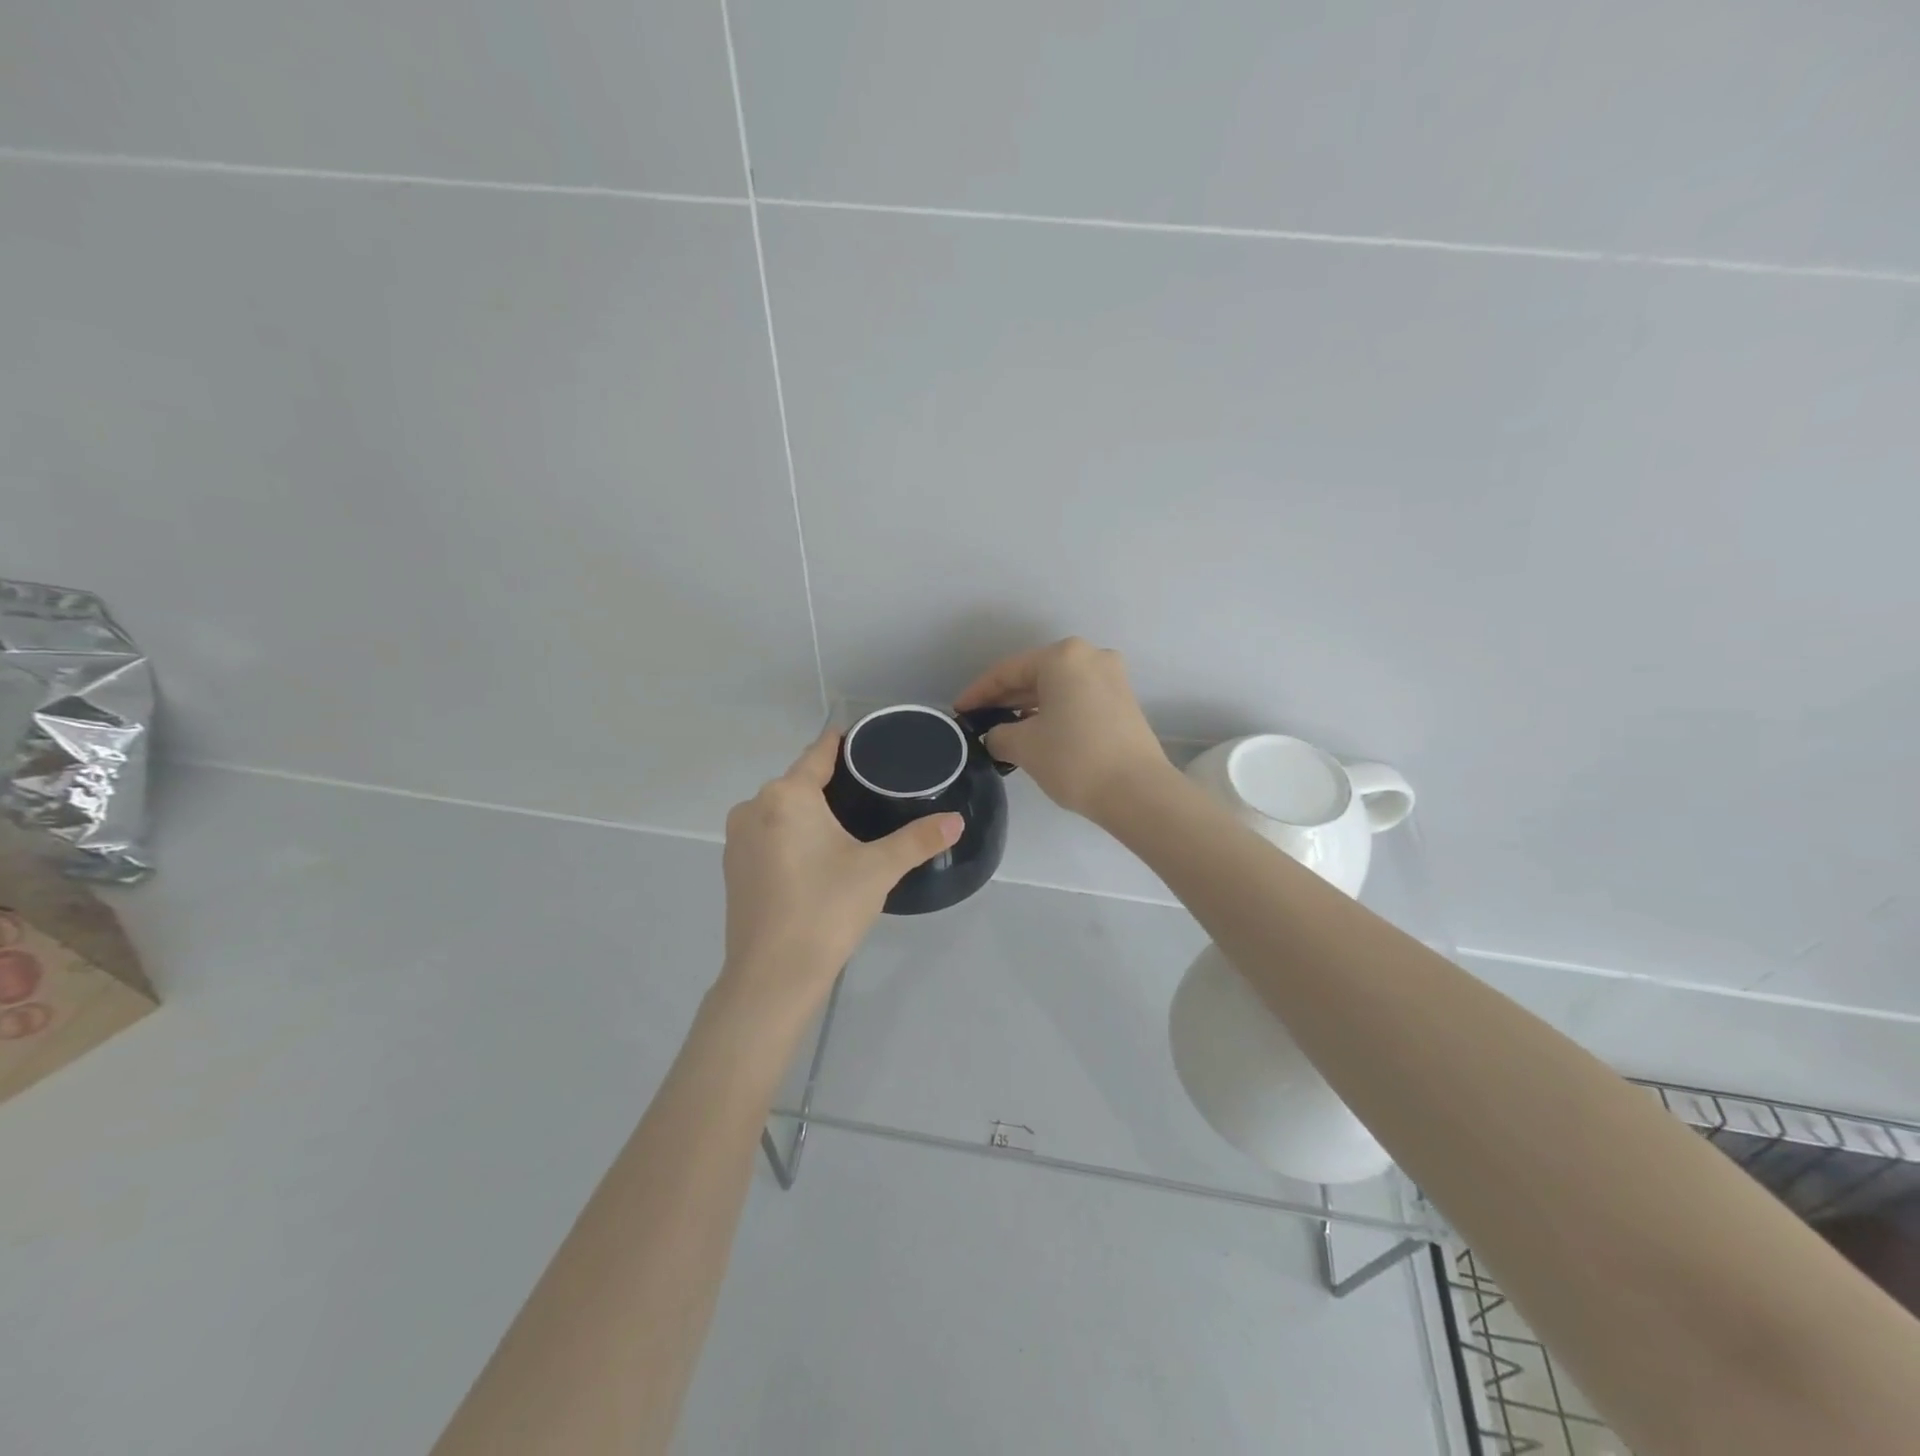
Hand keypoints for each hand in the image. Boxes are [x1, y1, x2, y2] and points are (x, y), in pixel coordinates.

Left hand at [717, 730, 962, 1022]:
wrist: (772, 976)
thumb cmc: (826, 910)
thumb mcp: (878, 870)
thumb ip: (918, 840)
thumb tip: (957, 821)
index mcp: (787, 796)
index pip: (818, 753)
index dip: (843, 744)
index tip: (868, 743)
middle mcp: (754, 806)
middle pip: (799, 781)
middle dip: (831, 783)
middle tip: (872, 793)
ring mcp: (737, 838)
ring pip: (781, 809)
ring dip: (809, 812)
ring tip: (848, 825)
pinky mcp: (732, 867)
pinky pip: (767, 834)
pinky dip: (790, 835)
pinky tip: (814, 856)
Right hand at [954, 637, 1169, 821]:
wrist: (1138, 792)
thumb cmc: (1074, 759)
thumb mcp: (1023, 746)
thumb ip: (998, 734)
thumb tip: (997, 736)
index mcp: (1063, 657)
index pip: (1007, 671)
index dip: (978, 693)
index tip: (958, 712)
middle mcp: (1090, 656)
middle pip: (1034, 675)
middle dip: (1004, 699)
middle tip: (978, 721)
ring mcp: (1112, 678)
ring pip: (1057, 688)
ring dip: (1028, 707)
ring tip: (1003, 730)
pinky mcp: (1123, 702)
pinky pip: (1077, 699)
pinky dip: (1053, 712)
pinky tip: (1036, 732)